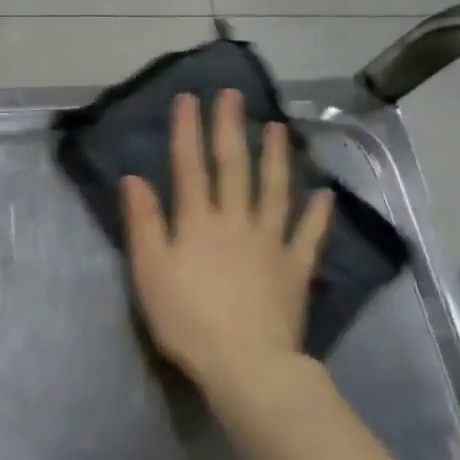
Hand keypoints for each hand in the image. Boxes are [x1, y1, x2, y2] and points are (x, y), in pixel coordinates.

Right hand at [121, 89, 332, 396]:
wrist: (245, 363)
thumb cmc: (187, 320)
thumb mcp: (150, 272)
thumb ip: (143, 223)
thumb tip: (134, 178)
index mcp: (198, 222)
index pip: (190, 167)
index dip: (188, 131)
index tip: (189, 98)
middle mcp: (236, 221)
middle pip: (234, 168)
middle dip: (231, 129)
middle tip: (233, 95)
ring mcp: (271, 242)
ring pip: (274, 190)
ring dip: (276, 157)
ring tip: (279, 128)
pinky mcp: (295, 268)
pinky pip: (309, 235)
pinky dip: (318, 213)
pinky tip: (325, 194)